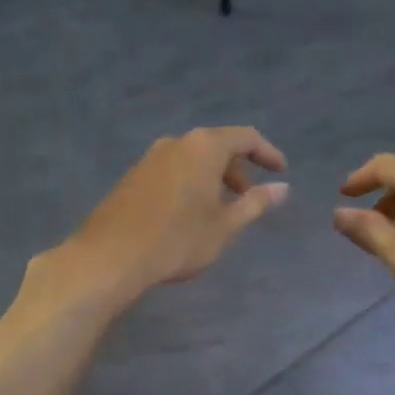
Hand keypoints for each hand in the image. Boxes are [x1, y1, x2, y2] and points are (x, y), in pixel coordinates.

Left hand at [57, 127, 289, 306]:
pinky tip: (188, 216)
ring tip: (219, 211)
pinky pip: (172, 172)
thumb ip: (255, 203)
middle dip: (237, 170)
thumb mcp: (225, 226)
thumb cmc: (178, 240)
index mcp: (203, 147)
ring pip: (192, 160)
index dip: (267, 152)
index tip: (281, 171)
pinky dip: (189, 185)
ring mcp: (149, 158)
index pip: (245, 138)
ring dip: (212, 179)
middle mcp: (176, 143)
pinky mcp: (132, 177)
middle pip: (216, 146)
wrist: (111, 256)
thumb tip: (282, 188)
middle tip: (248, 199)